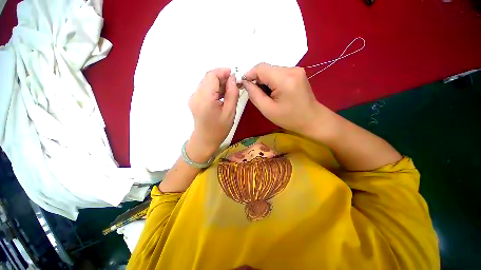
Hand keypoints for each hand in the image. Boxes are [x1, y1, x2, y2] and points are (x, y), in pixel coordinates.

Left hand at [187, 68, 238, 162]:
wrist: (205, 140)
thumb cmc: (219, 129)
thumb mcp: (230, 112)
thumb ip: (232, 93)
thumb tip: (232, 78)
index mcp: (205, 98)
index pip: (212, 75)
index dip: (223, 72)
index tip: (234, 75)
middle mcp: (196, 95)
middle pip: (208, 78)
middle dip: (222, 77)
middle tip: (234, 84)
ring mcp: (193, 97)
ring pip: (207, 83)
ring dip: (219, 83)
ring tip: (230, 91)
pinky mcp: (194, 100)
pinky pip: (205, 89)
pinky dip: (214, 89)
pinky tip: (222, 96)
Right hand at [242, 63, 326, 134]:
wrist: (312, 119)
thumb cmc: (289, 118)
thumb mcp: (268, 110)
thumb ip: (254, 95)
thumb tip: (246, 83)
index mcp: (284, 79)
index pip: (261, 68)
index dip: (249, 74)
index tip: (243, 85)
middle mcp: (292, 70)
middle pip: (266, 69)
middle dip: (257, 79)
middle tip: (255, 94)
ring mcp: (296, 70)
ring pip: (272, 71)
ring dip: (265, 81)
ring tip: (266, 95)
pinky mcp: (297, 73)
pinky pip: (279, 73)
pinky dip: (272, 81)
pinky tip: (274, 92)